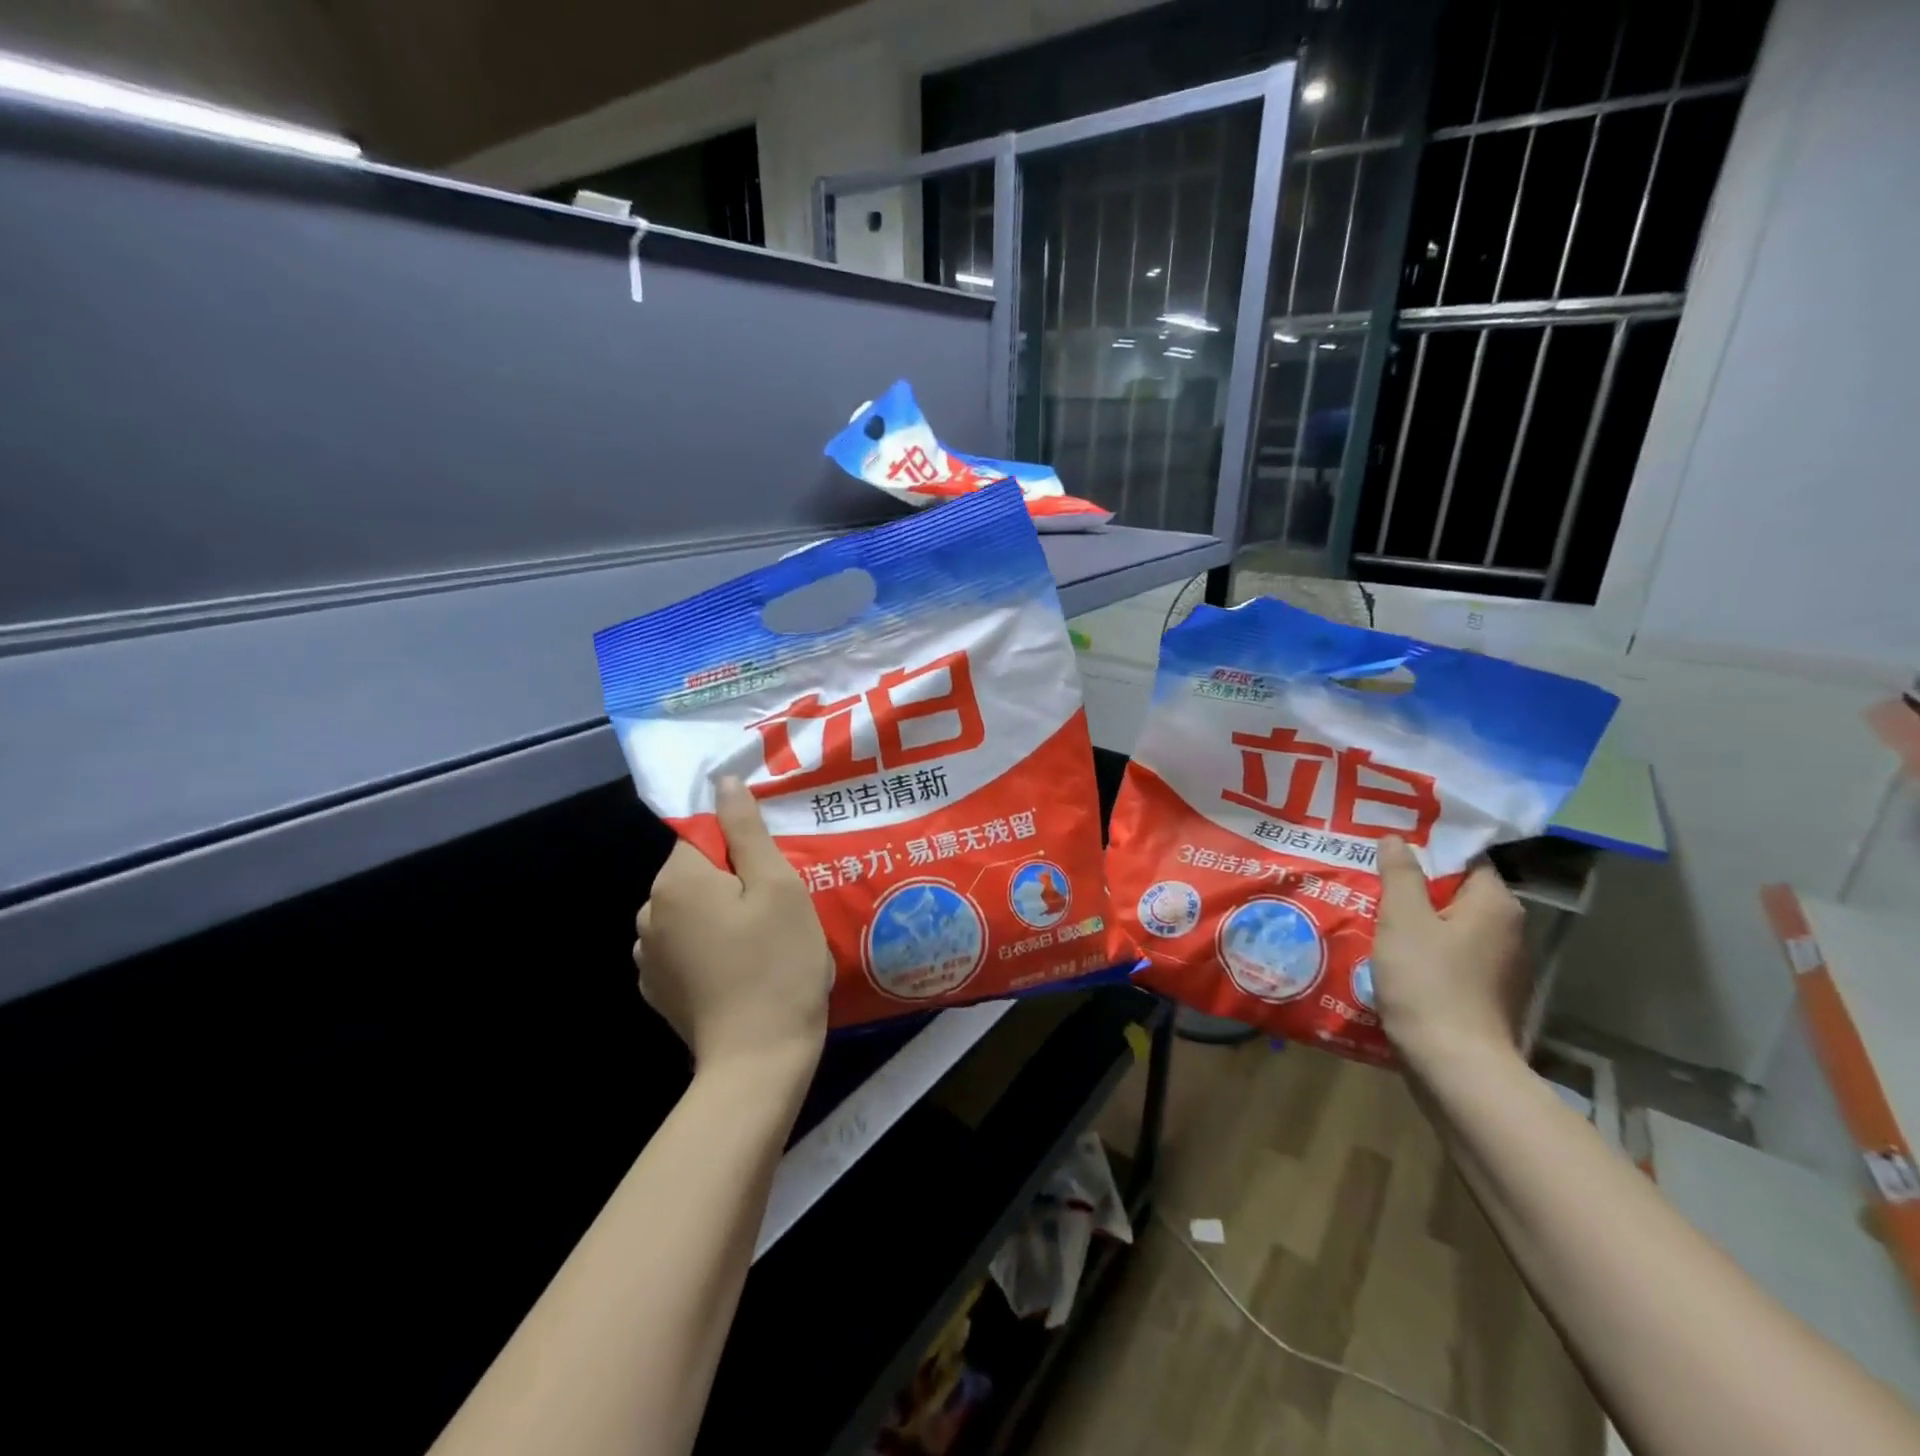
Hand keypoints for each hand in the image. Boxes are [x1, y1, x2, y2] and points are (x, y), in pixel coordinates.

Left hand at [634, 778, 831, 1080]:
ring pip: (692, 910)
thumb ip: (746, 829)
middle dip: (736, 880)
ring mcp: (647, 956)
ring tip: (764, 939)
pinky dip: (710, 946)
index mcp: (675, 881)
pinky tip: (741, 968)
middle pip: (698, 872)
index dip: (745, 847)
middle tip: (780, 907)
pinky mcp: (658, 989)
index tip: (777, 871)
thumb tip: (723, 782)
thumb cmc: (777, 963)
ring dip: (722, 914)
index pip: (706, 835)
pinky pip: (685, 945)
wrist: (758, 1060)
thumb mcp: (777, 886)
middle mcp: (649, 912)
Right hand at [1371, 836, 1528, 1066]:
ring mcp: (1500, 968)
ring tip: (1371, 915)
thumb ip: (1399, 875)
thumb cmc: (1429, 982)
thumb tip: (1396, 839)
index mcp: (1495, 906)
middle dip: (1414, 888)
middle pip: (1456, 894)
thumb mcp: (1403, 920)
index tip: (1387, 849)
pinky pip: (1451, 959)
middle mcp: (1508, 932)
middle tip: (1369, 879)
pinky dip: (1424, 953)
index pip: (1465, 860)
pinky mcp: (1486, 997)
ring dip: (1416, 923)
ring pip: (1451, 929)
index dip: (1426, 851)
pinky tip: (1390, 957)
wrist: (1455, 1066)